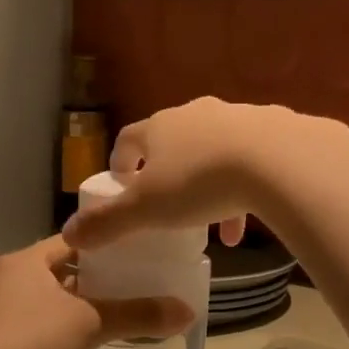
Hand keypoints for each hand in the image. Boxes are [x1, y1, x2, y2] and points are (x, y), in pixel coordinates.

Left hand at [0, 237, 192, 348]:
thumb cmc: (31, 340)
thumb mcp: (91, 323)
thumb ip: (138, 316)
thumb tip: (188, 312)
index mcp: (29, 258)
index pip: (77, 239)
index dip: (109, 244)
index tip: (140, 252)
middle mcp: (14, 274)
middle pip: (65, 266)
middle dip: (99, 275)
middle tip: (137, 281)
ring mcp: (4, 304)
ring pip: (53, 294)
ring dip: (82, 300)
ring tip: (120, 307)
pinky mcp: (1, 332)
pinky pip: (42, 316)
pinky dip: (66, 320)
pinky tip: (87, 334)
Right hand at [61, 98, 326, 251]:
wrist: (278, 160)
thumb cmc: (200, 183)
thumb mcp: (146, 210)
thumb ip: (107, 223)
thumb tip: (69, 234)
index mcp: (160, 127)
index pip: (129, 139)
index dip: (121, 162)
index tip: (121, 184)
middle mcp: (196, 114)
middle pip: (174, 144)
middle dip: (169, 176)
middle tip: (169, 207)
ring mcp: (237, 117)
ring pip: (215, 153)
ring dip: (209, 188)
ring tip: (215, 228)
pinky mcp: (274, 128)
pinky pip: (252, 159)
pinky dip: (244, 187)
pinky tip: (250, 218)